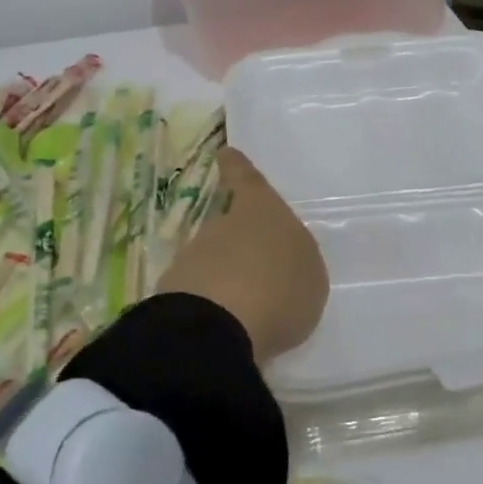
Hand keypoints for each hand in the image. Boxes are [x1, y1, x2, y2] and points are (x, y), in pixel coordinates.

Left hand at [155, 148, 327, 361]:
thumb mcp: (310, 276)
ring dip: (225, 278)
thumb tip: (277, 261)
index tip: (225, 154)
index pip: (248, 181)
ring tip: (246, 310)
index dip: (238, 168)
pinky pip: (198, 294)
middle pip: (229, 225)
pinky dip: (210, 306)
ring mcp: (193, 257)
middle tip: (257, 271)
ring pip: (211, 260)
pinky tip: (225, 329)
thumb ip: (295, 263)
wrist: (217, 327)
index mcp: (262, 211)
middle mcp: (223, 225)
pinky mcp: (173, 292)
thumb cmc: (280, 289)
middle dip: (238, 243)